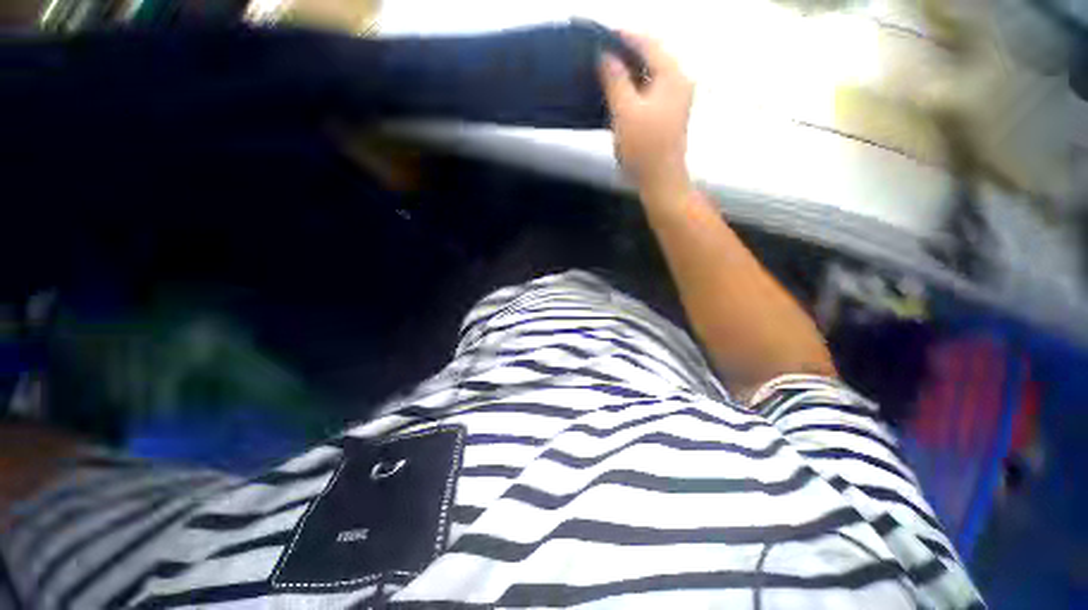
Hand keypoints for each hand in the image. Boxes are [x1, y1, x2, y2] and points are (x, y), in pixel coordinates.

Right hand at [599, 33, 693, 194]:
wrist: (660, 180)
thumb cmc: (643, 147)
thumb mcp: (625, 111)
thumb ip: (615, 79)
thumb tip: (605, 55)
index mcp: (673, 75)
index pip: (648, 43)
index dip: (624, 36)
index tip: (602, 34)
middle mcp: (679, 81)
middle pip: (652, 56)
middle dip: (627, 52)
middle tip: (601, 52)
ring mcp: (676, 99)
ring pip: (651, 74)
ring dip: (630, 70)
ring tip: (606, 69)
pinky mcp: (669, 114)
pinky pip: (651, 89)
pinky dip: (635, 86)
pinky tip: (620, 90)